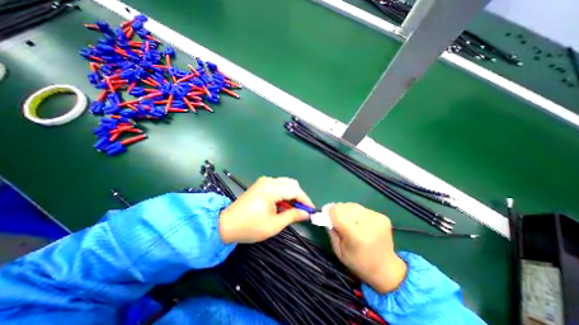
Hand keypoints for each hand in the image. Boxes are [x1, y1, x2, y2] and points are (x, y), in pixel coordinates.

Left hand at [220, 178, 313, 243]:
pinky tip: (283, 205)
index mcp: (271, 189)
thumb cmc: (250, 227)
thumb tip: (306, 214)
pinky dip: (284, 194)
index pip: (295, 190)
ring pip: (285, 184)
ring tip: (292, 209)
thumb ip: (293, 216)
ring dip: (292, 195)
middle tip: (301, 210)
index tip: (311, 210)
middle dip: (299, 196)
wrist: (226, 224)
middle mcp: (268, 181)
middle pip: (291, 184)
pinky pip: (278, 186)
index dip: (305, 200)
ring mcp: (263, 181)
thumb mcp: (274, 224)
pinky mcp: (260, 185)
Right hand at [327, 203, 408, 290]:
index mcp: (356, 236)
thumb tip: (325, 214)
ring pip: (352, 205)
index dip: (329, 212)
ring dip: (347, 211)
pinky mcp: (382, 216)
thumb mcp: (339, 251)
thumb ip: (331, 231)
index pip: (337, 213)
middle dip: (337, 211)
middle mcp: (368, 224)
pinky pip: (361, 208)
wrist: (386, 269)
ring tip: (349, 222)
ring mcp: (377, 219)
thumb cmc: (358, 263)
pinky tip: (359, 222)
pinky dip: (356, 213)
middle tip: (337, 220)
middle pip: (344, 206)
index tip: (326, 215)